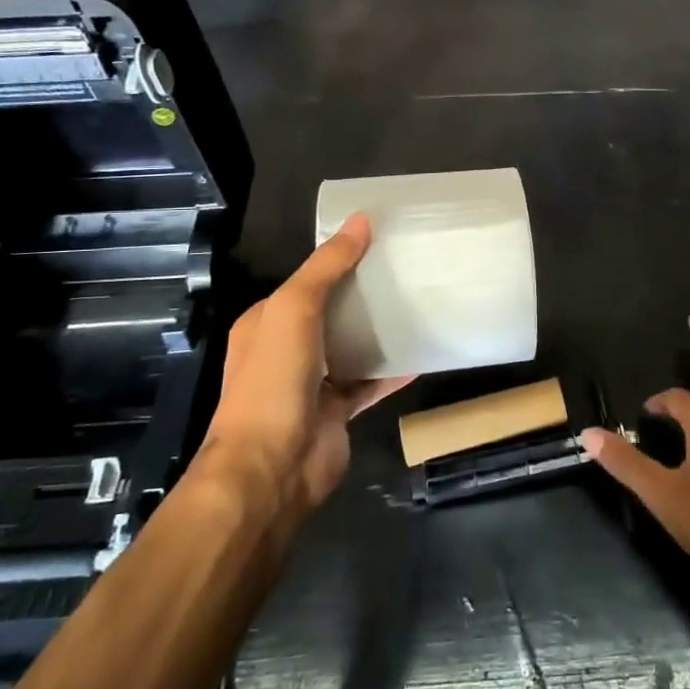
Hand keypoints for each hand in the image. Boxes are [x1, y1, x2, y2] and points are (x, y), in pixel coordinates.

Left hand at [200, 214, 409, 517]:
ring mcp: (312, 383)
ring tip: (419, 304)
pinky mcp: (337, 411)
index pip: (307, 281)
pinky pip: (370, 382)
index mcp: (267, 322)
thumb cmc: (274, 379)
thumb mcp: (294, 308)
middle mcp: (286, 350)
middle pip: (332, 312)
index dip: (338, 260)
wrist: (272, 468)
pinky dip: (392, 369)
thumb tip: (362, 220)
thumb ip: (327, 266)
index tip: (380, 241)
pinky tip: (422, 353)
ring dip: (379, 331)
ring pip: (351, 347)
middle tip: (408, 270)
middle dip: (364, 294)